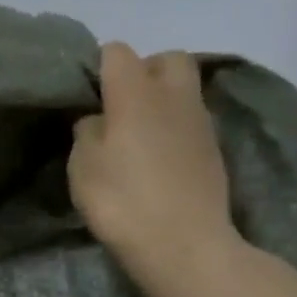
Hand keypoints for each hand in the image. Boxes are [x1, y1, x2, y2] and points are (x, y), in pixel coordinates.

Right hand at [69, 43, 239, 285]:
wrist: (183, 244)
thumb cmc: (122, 200)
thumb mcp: (82, 166)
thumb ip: (88, 132)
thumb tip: (99, 120)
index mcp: (136, 92)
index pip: (117, 52)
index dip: (98, 67)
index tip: (86, 96)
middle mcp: (174, 95)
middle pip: (165, 59)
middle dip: (143, 71)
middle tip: (120, 106)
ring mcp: (200, 121)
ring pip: (182, 90)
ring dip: (161, 101)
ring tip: (137, 136)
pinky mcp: (214, 148)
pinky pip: (191, 120)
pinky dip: (174, 128)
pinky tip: (157, 159)